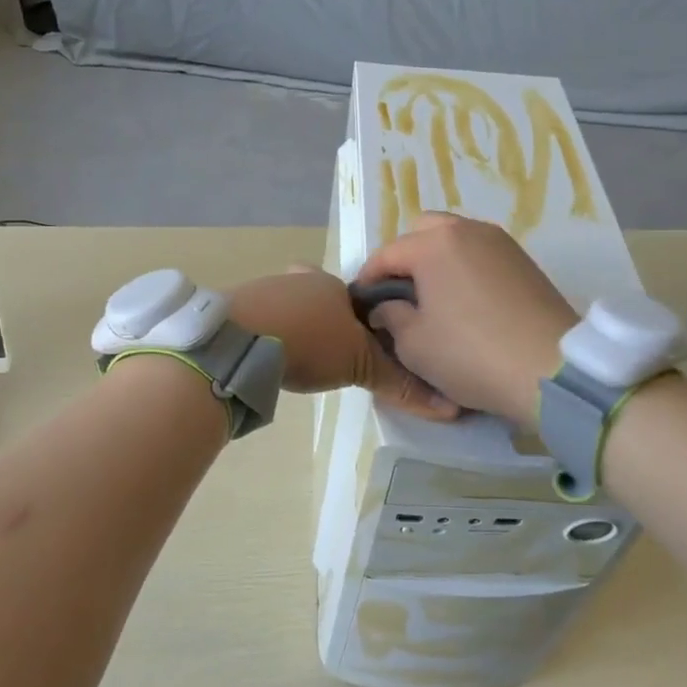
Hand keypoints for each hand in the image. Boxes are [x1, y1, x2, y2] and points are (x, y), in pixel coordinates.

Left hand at [229, 267, 457, 419]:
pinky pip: (263, 318)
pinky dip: (269, 333)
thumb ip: (398, 383)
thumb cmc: (310, 341)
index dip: (367, 320)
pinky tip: (268, 355)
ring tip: (300, 358)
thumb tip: (448, 407)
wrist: (240, 337)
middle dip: (328, 320)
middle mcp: (302, 279)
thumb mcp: (360, 365)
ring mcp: (267, 289)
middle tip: (332, 352)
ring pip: (291, 305)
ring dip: (297, 326)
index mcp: (335, 285)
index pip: (362, 298)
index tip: (367, 344)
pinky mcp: (238, 307)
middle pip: (323, 297)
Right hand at [353, 213, 576, 427]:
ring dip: (437, 260)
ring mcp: (500, 242)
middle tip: (400, 295)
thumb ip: (391, 317)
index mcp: (434, 244)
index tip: (363, 305)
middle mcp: (467, 230)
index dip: (369, 279)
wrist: (552, 369)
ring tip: (434, 298)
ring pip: (455, 238)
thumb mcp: (414, 345)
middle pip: (423, 231)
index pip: (387, 253)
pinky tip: (466, 302)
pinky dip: (465, 268)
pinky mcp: (524, 260)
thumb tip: (387, 307)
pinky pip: (481, 253)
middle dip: (405, 258)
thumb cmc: (471, 354)